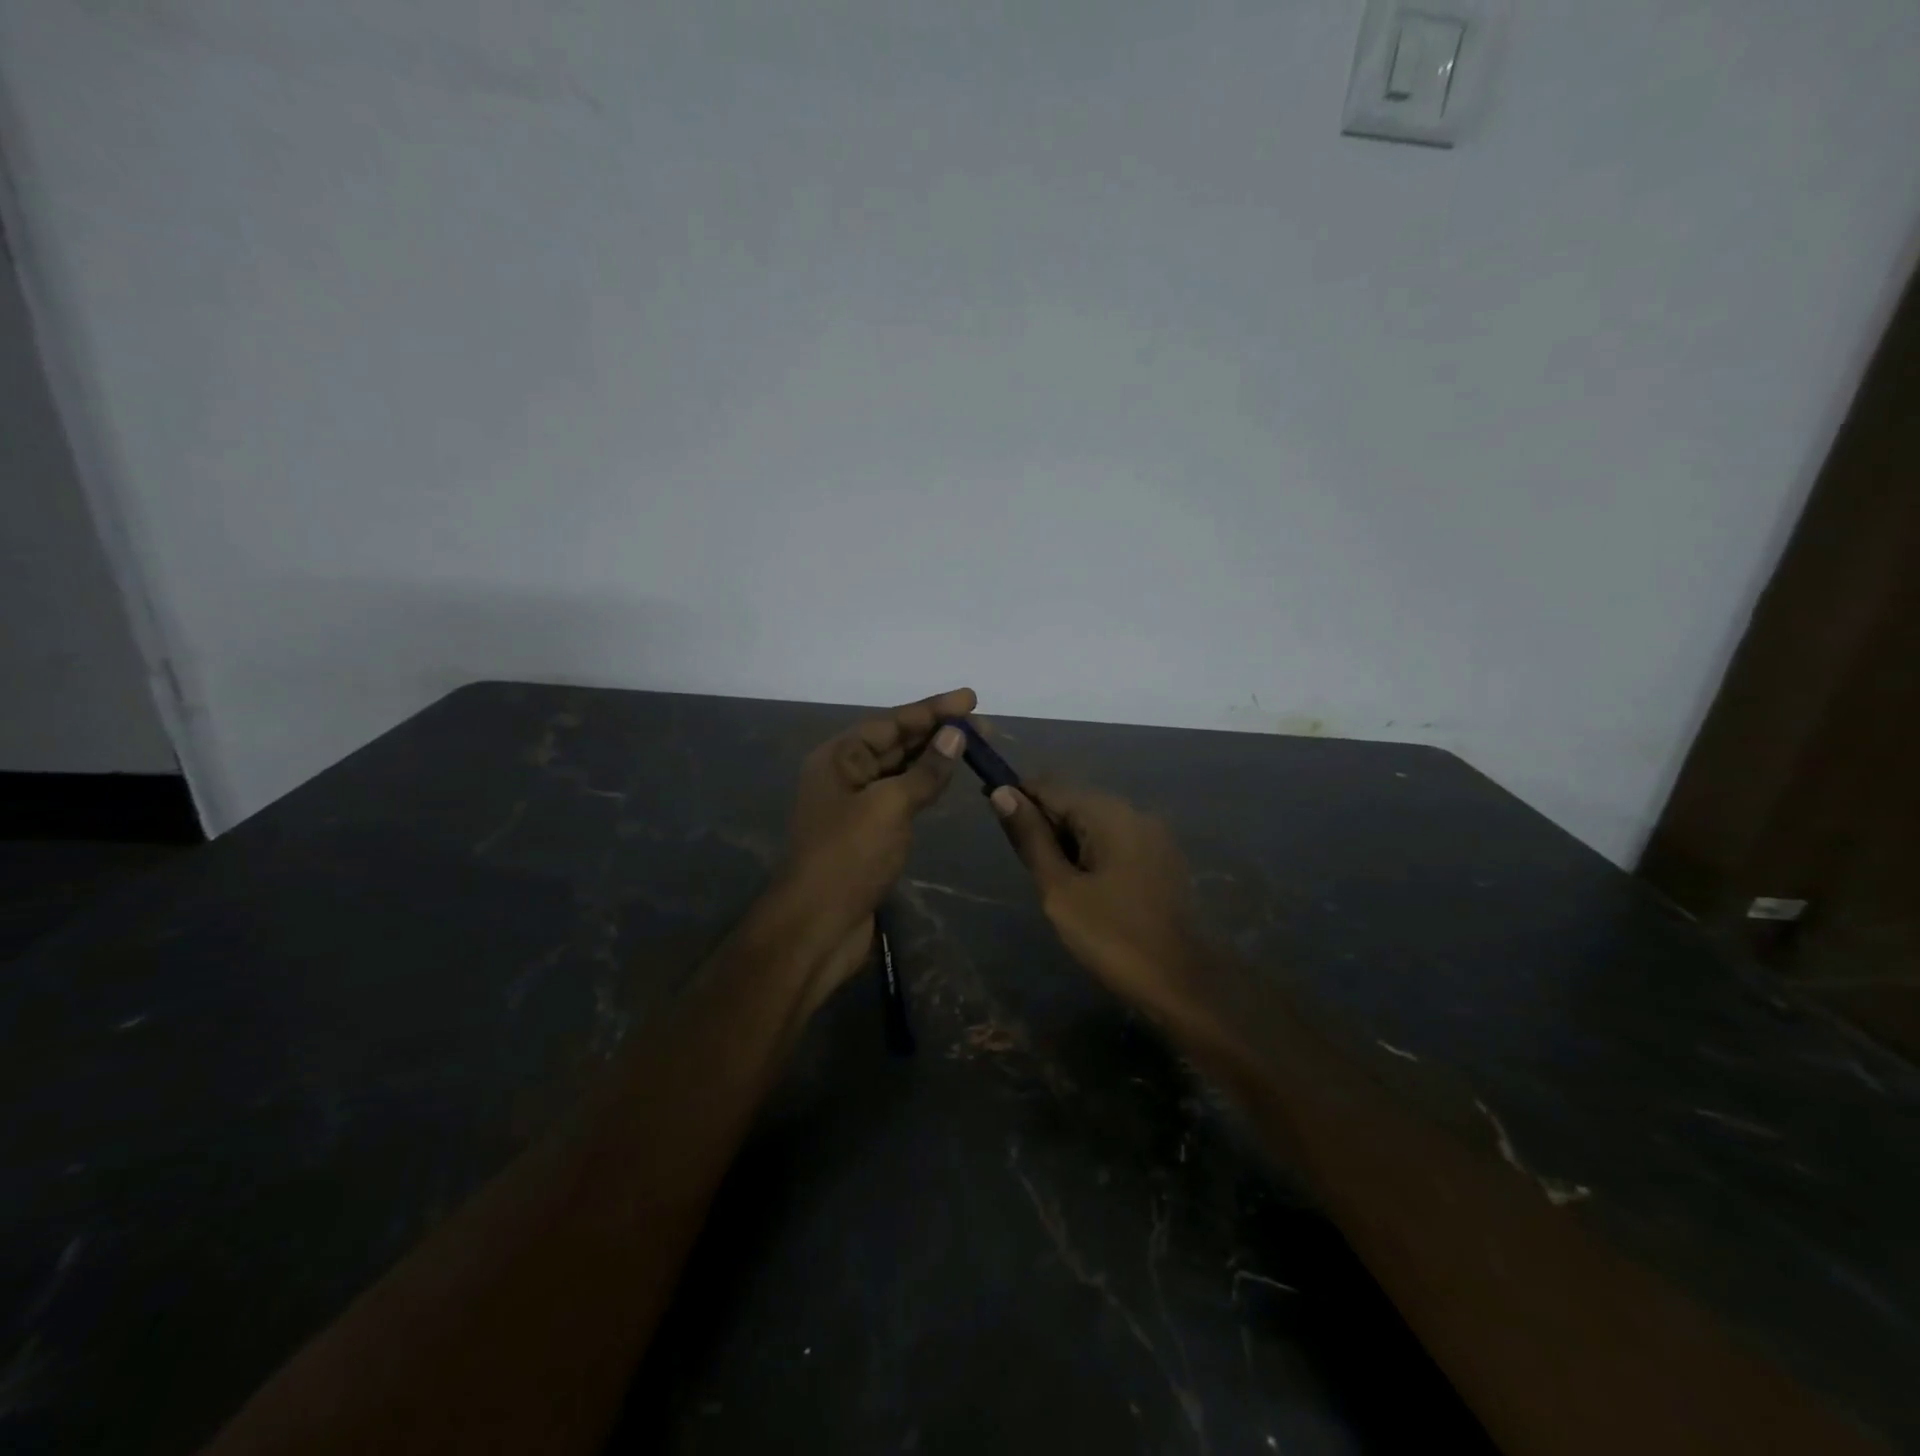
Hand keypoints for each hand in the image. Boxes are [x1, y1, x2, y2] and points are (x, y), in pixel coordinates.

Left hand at [778, 688, 974, 982]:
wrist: (816, 926)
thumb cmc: (848, 857)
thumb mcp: (889, 806)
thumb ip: (924, 770)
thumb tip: (954, 735)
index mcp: (839, 757)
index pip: (892, 722)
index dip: (933, 709)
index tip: (971, 698)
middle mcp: (844, 774)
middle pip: (896, 743)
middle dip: (938, 732)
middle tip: (983, 725)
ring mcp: (856, 805)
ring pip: (901, 771)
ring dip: (935, 758)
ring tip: (974, 746)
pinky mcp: (868, 833)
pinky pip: (901, 797)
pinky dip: (926, 787)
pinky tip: (949, 781)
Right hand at [990, 782, 1202, 1024]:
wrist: (1186, 985)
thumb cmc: (1114, 936)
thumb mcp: (1060, 890)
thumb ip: (1031, 839)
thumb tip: (1002, 793)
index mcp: (1109, 813)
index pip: (1051, 787)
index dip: (1018, 798)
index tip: (992, 818)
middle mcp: (1134, 813)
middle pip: (1075, 803)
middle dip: (1044, 826)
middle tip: (1027, 869)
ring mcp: (1153, 837)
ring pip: (1095, 826)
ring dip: (1067, 844)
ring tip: (1053, 885)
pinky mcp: (1161, 861)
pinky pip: (1115, 844)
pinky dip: (1091, 857)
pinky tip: (1084, 890)